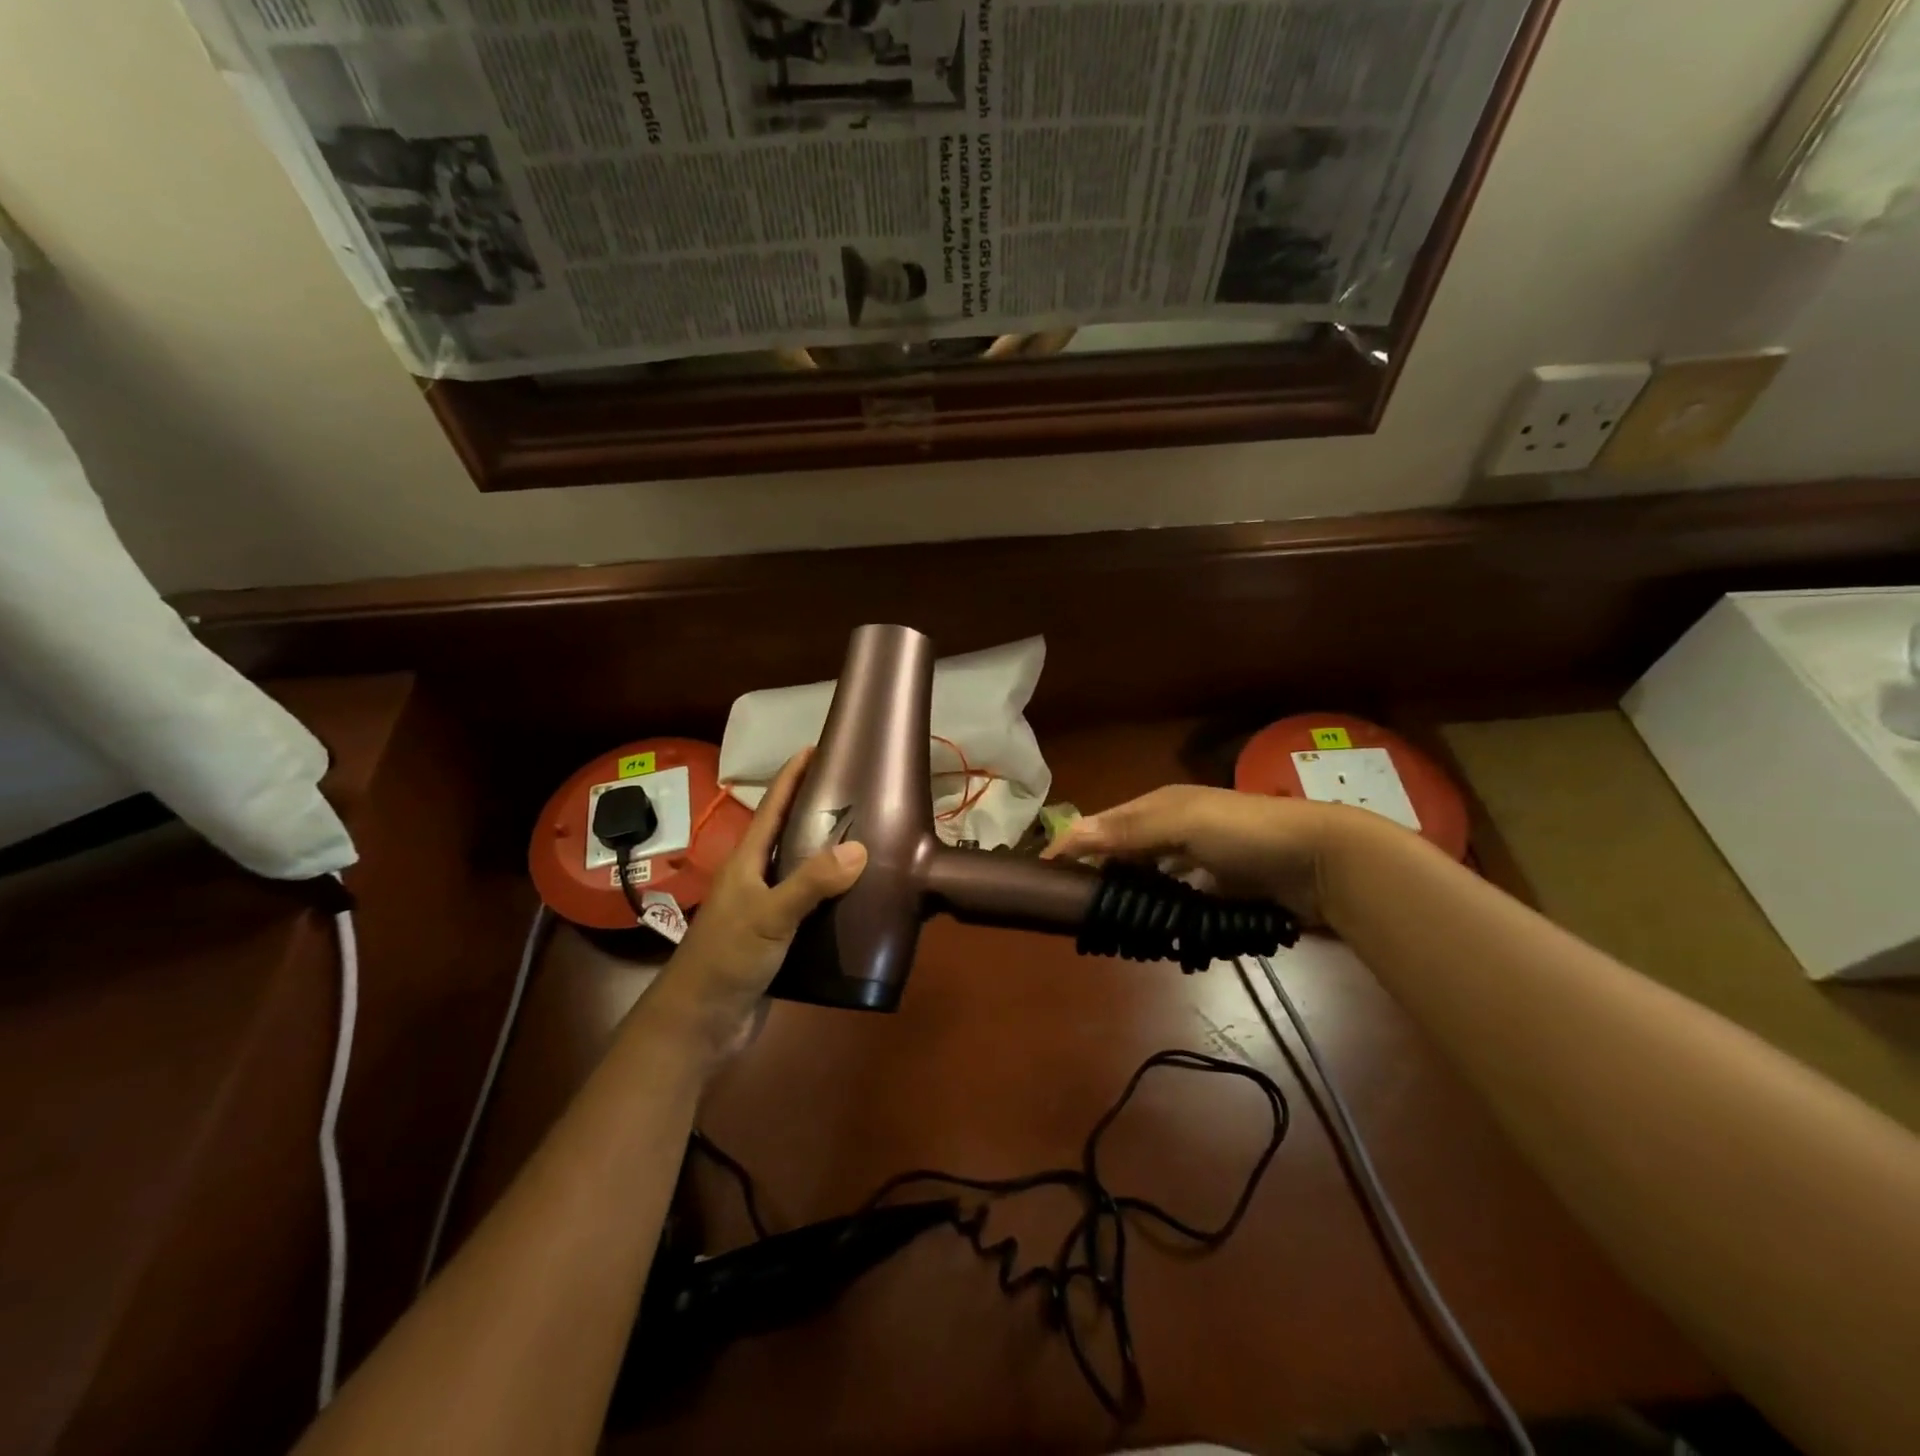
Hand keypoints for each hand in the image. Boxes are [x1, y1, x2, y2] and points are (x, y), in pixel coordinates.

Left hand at [647, 750, 866, 1059]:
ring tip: (870, 839)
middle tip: (860, 793)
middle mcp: (756, 879)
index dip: (792, 776)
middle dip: (818, 810)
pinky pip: (811, 906)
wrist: (700, 1024)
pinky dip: (834, 896)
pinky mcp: (779, 939)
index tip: (817, 747)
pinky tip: (861, 897)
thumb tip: (860, 847)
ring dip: (830, 855)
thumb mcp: (768, 917)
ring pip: (802, 871)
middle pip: (789, 834)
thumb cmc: (726, 960)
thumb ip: (810, 883)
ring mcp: (766, 910)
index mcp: (747, 862)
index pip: (772, 807)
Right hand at [1043, 783, 1370, 926]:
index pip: (1105, 824)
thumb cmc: (1247, 833)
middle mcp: (1176, 830)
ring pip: (1149, 879)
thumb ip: (1128, 829)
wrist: (1324, 862)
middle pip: (1124, 852)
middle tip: (1072, 907)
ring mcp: (1200, 862)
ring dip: (1129, 896)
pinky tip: (1150, 929)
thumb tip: (1068, 834)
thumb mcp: (1183, 821)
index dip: (1075, 844)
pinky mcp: (1220, 891)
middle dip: (1098, 873)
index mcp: (1162, 806)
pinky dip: (1162, 913)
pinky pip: (1178, 902)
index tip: (1043, 873)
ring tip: (1104, 924)